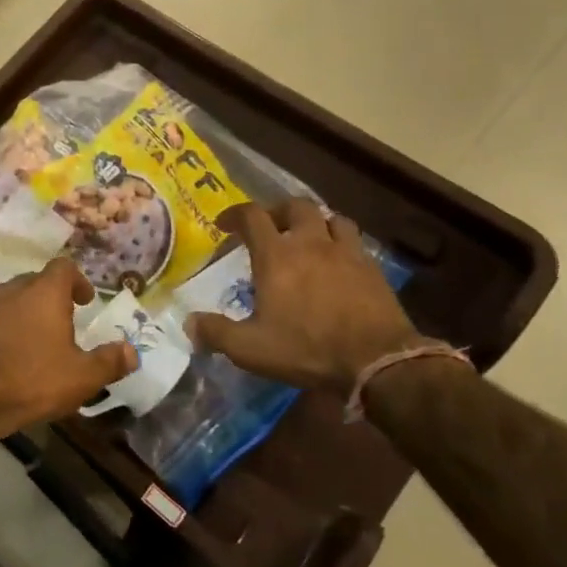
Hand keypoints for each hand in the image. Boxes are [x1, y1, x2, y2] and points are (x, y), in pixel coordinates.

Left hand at [0, 258, 137, 437]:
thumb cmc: (33, 378)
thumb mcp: (82, 376)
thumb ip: (109, 362)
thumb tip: (132, 352)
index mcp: (45, 292)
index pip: (63, 267)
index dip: (78, 280)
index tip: (86, 301)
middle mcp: (16, 291)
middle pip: (38, 281)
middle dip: (54, 296)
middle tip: (68, 319)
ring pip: (16, 299)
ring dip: (31, 312)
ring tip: (44, 338)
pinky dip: (12, 329)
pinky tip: (18, 355)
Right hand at [186, 200, 419, 389]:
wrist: (377, 359)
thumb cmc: (307, 348)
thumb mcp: (250, 349)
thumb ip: (216, 333)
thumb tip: (189, 324)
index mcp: (276, 256)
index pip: (251, 216)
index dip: (234, 215)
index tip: (224, 225)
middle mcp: (310, 243)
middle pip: (295, 206)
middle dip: (277, 212)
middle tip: (269, 228)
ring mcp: (345, 252)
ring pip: (330, 217)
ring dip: (314, 222)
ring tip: (307, 238)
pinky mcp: (371, 267)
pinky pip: (354, 240)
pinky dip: (341, 241)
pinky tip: (338, 260)